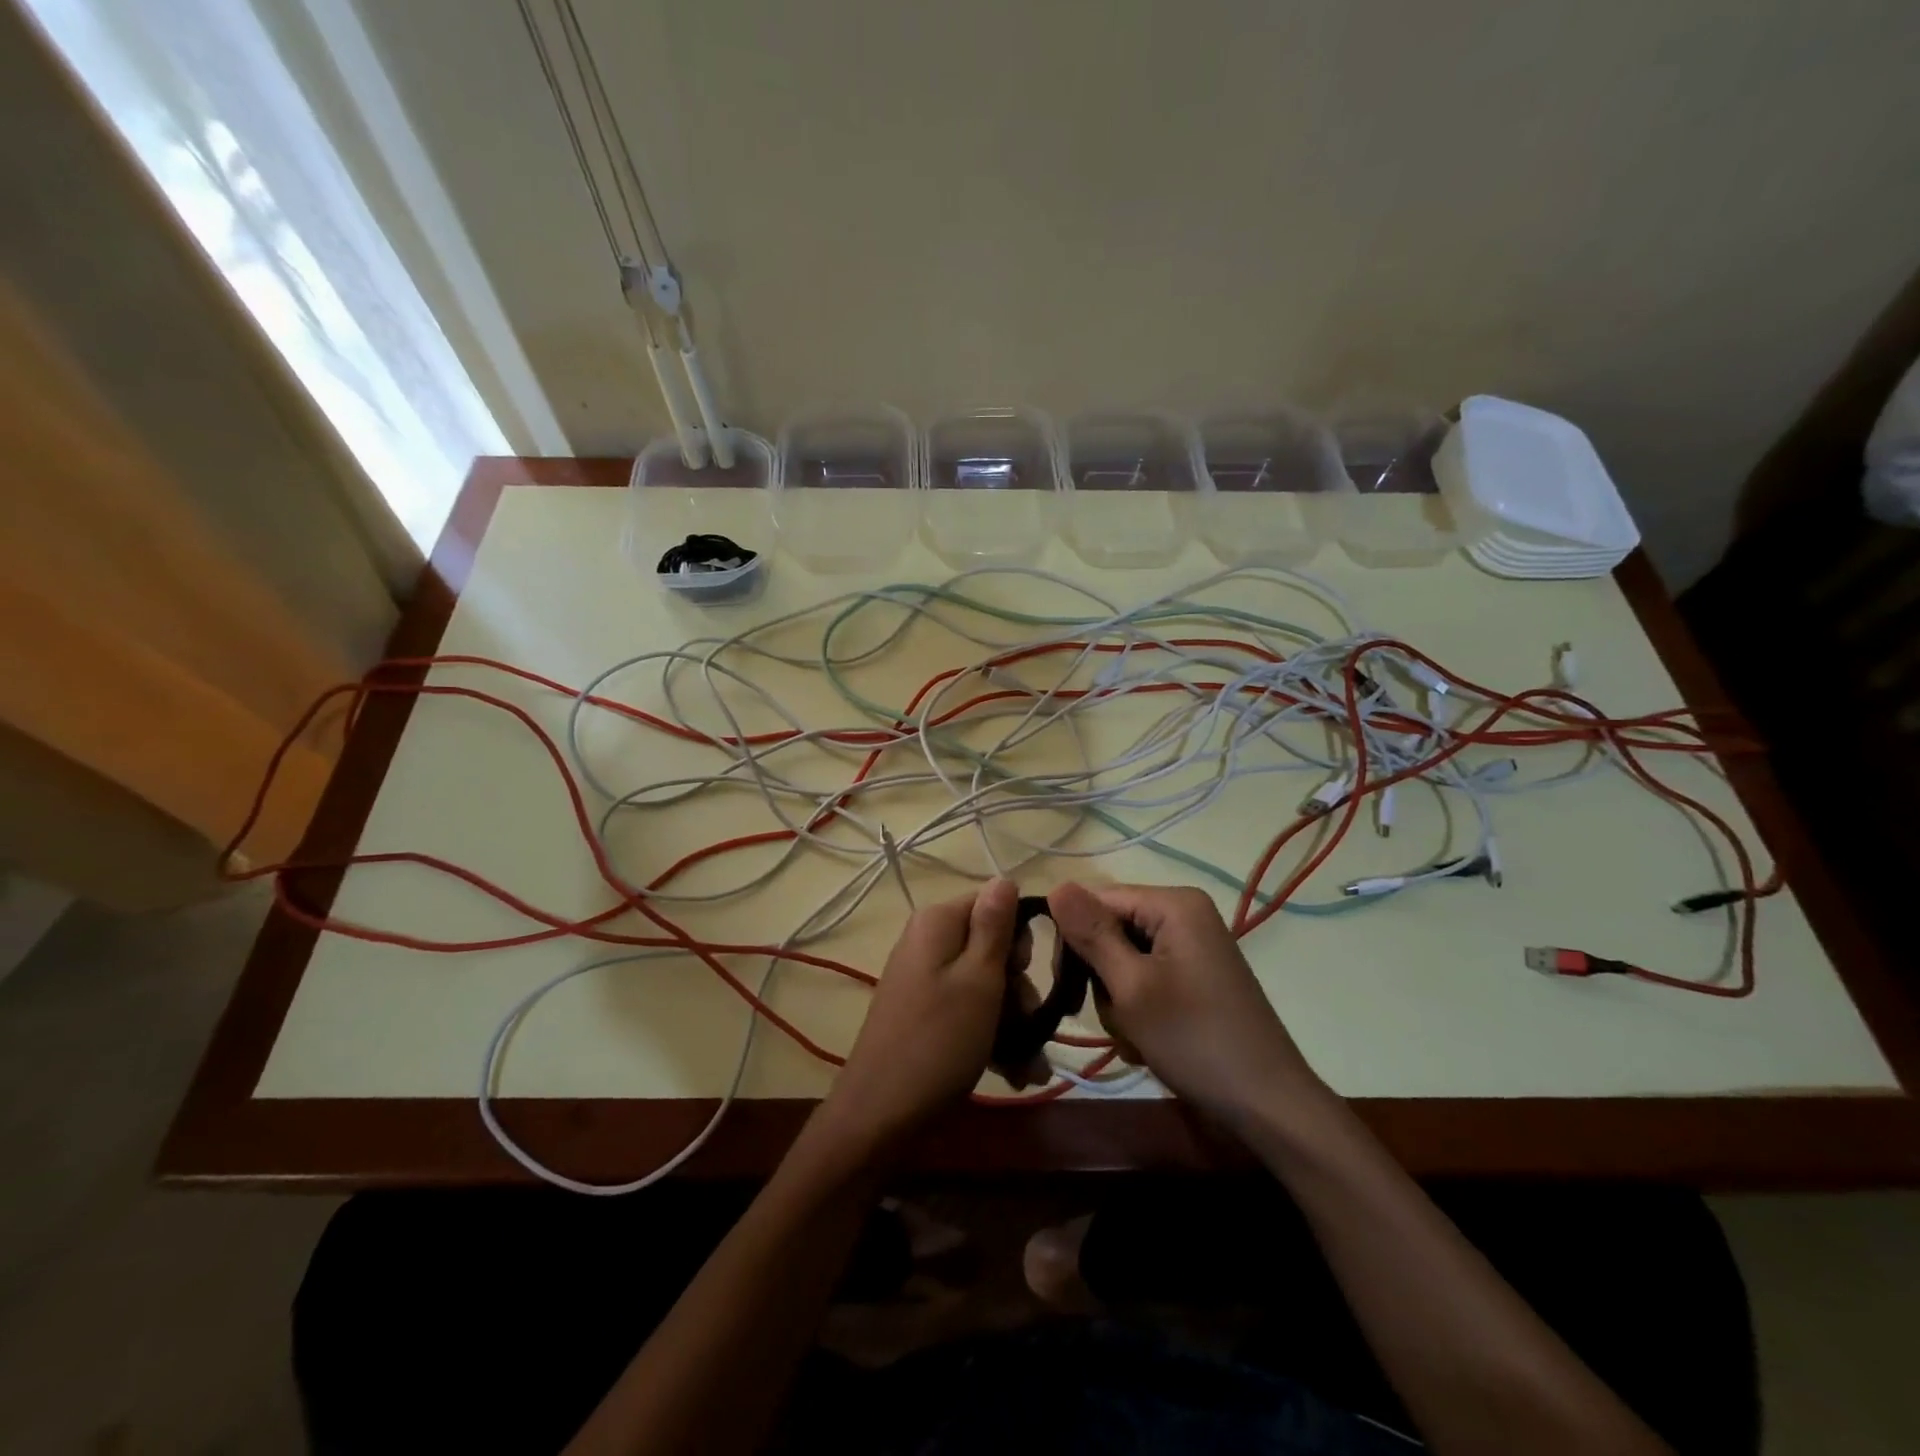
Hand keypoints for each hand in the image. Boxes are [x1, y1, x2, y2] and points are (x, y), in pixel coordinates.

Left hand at [813, 878, 1018, 1161]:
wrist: (880, 1113)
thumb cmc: (939, 1041)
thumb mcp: (979, 980)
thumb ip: (995, 926)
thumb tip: (1005, 876)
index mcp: (938, 922)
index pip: (995, 903)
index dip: (1019, 938)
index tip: (1026, 974)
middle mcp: (928, 941)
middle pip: (991, 946)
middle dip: (1018, 989)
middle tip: (1031, 1027)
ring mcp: (924, 977)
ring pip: (984, 984)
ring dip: (1012, 1022)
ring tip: (1028, 1067)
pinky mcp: (923, 1010)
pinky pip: (967, 1008)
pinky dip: (990, 1035)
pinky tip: (1014, 1072)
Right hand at [1047, 882, 1331, 1124]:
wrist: (1266, 1104)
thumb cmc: (1194, 1040)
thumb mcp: (1131, 987)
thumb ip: (1092, 934)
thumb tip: (1055, 885)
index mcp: (1174, 903)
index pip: (1097, 901)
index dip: (1074, 938)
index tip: (1062, 985)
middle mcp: (1184, 914)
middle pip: (1111, 929)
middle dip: (1102, 977)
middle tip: (1115, 1018)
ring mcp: (1192, 947)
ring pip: (1124, 959)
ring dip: (1119, 1001)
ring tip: (1136, 1036)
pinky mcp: (1194, 977)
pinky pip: (1147, 978)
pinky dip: (1139, 1010)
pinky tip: (1149, 1042)